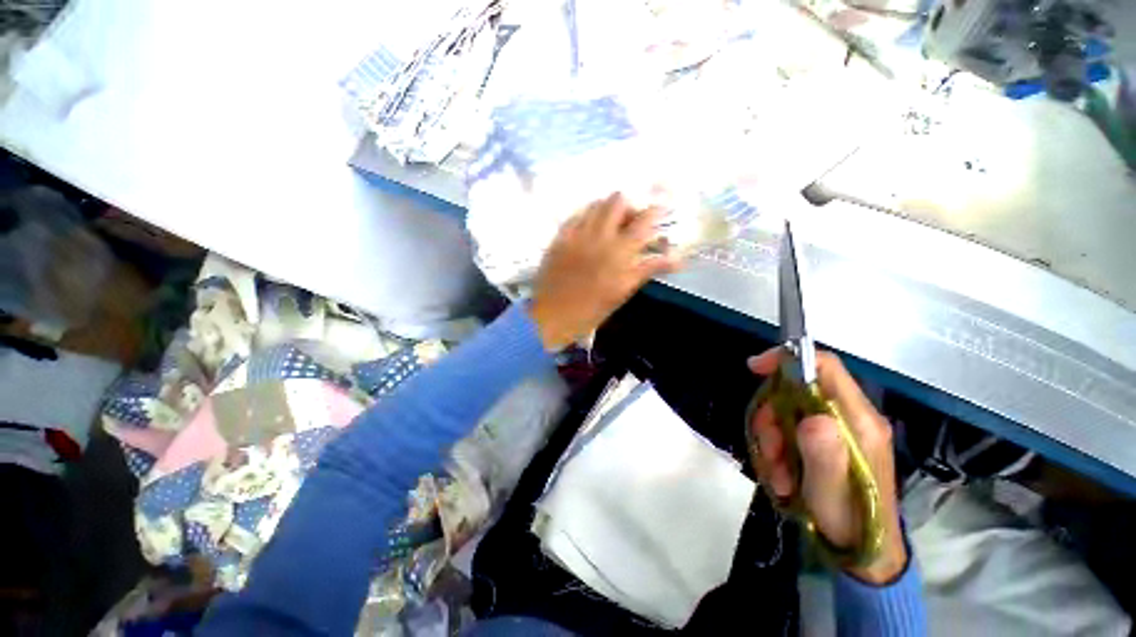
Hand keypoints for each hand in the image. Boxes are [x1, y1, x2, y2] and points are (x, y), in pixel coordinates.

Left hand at [530, 193, 681, 350]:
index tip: (659, 211)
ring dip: (607, 209)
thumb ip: (647, 269)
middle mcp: (600, 236)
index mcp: (620, 252)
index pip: (644, 221)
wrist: (553, 316)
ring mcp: (577, 234)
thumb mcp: (623, 291)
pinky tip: (588, 229)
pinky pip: (576, 215)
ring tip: (609, 224)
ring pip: (596, 204)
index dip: (654, 212)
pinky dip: (587, 217)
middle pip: (618, 201)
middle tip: (630, 222)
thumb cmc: (592, 310)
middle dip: (629, 207)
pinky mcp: (560, 237)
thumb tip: (676, 259)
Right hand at [747, 348, 906, 583]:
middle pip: (796, 391)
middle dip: (772, 416)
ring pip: (787, 412)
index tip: (755, 369)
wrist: (864, 553)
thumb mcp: (832, 490)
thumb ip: (825, 453)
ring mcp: (837, 430)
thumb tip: (811, 418)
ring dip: (772, 440)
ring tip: (778, 475)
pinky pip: (788, 431)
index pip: (825, 367)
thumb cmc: (852, 521)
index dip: (789, 360)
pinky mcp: (825, 442)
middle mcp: (849, 418)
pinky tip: (782, 477)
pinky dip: (777, 451)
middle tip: (769, 451)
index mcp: (858, 420)